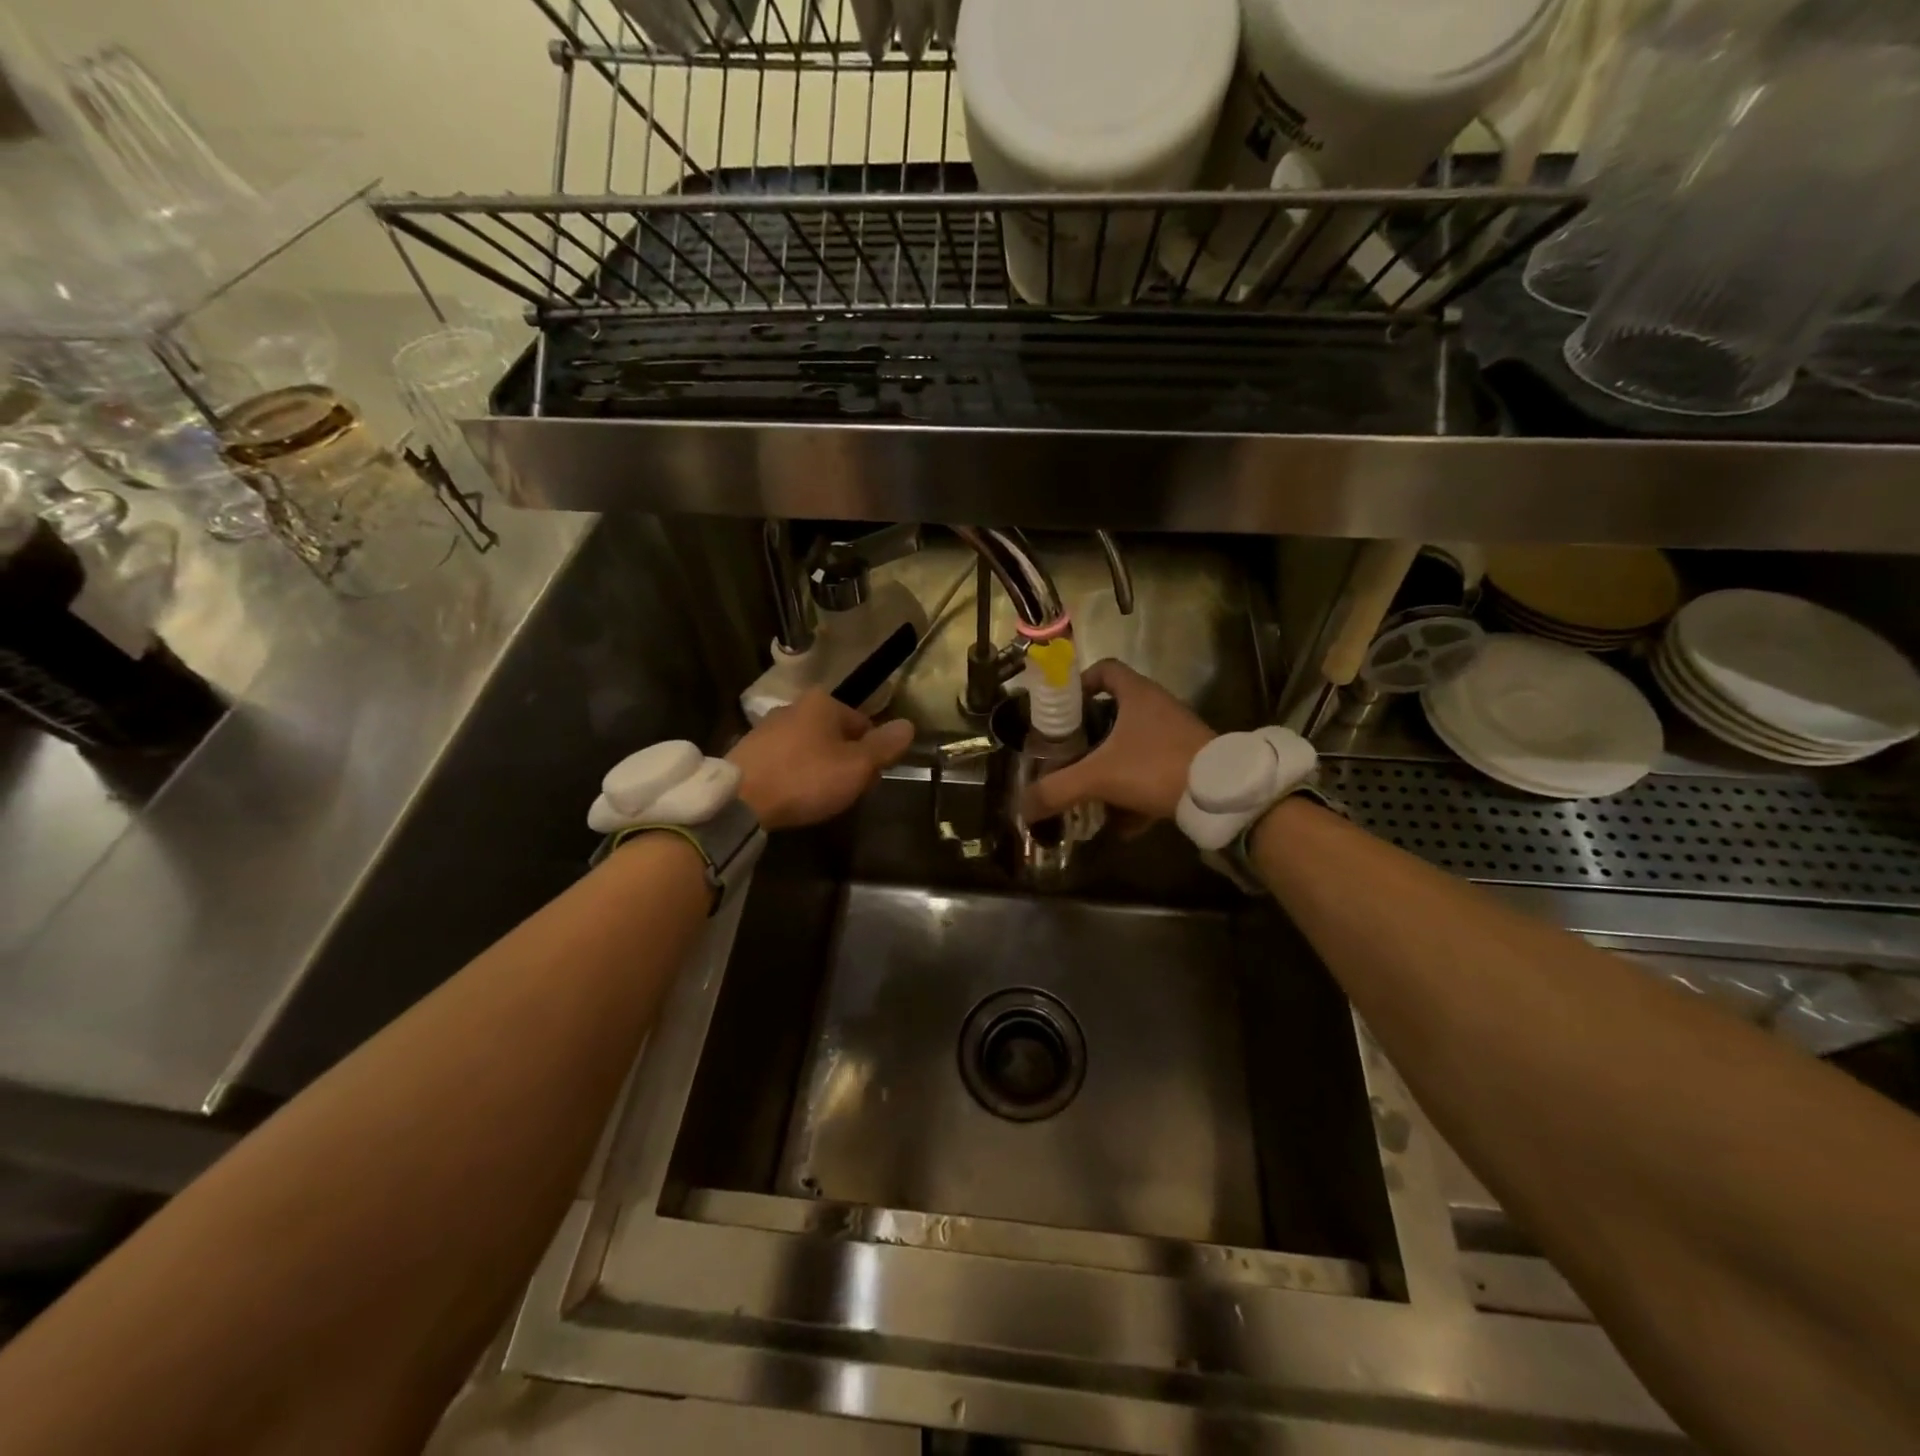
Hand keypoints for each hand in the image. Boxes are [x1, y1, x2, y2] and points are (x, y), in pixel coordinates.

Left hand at [728, 691, 914, 830]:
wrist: (741, 801)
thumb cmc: (807, 778)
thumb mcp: (857, 766)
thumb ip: (885, 746)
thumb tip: (909, 725)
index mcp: (823, 703)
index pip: (864, 724)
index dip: (872, 754)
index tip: (868, 780)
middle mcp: (794, 706)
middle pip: (836, 735)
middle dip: (846, 760)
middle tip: (846, 791)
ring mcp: (767, 727)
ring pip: (810, 747)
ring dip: (820, 768)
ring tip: (819, 797)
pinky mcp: (748, 750)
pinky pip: (785, 760)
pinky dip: (794, 774)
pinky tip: (793, 796)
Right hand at [1022, 660, 1215, 824]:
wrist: (1220, 794)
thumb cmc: (1155, 767)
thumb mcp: (1098, 777)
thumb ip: (1058, 790)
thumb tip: (1024, 807)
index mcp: (1137, 694)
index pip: (1105, 670)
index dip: (1080, 683)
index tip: (1063, 709)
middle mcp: (1158, 707)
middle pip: (1116, 711)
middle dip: (1091, 736)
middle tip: (1070, 755)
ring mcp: (1177, 735)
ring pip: (1135, 745)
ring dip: (1112, 767)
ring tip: (1091, 791)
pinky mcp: (1189, 761)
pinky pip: (1153, 772)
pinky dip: (1136, 793)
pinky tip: (1123, 823)